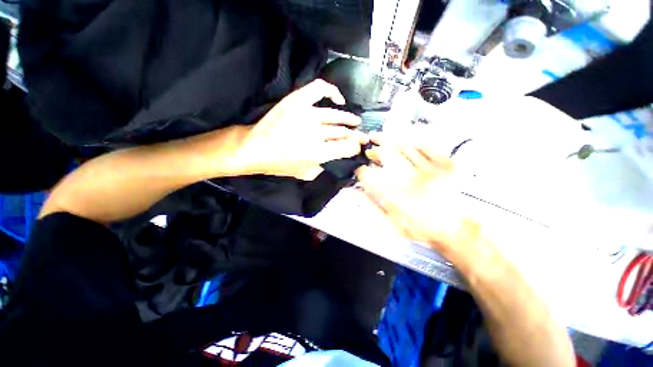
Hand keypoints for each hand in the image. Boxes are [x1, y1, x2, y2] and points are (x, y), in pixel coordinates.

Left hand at [236, 79, 367, 179]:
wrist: (255, 148)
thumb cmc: (279, 164)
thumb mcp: (305, 174)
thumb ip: (324, 167)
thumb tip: (335, 159)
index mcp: (318, 152)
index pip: (347, 147)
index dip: (355, 147)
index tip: (357, 147)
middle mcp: (316, 132)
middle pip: (343, 132)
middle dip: (355, 136)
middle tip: (362, 136)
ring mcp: (307, 113)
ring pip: (335, 115)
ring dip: (348, 119)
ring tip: (356, 121)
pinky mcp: (297, 101)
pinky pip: (319, 89)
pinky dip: (332, 91)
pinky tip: (338, 99)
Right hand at [355, 138, 480, 256]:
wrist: (456, 230)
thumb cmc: (420, 228)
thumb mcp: (390, 224)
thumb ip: (370, 207)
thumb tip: (354, 191)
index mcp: (395, 196)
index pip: (370, 176)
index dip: (361, 171)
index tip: (360, 171)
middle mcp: (410, 179)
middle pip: (386, 155)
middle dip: (374, 151)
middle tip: (369, 152)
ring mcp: (430, 169)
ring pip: (403, 147)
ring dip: (388, 141)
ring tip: (380, 139)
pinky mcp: (446, 164)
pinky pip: (426, 146)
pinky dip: (412, 143)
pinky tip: (404, 143)